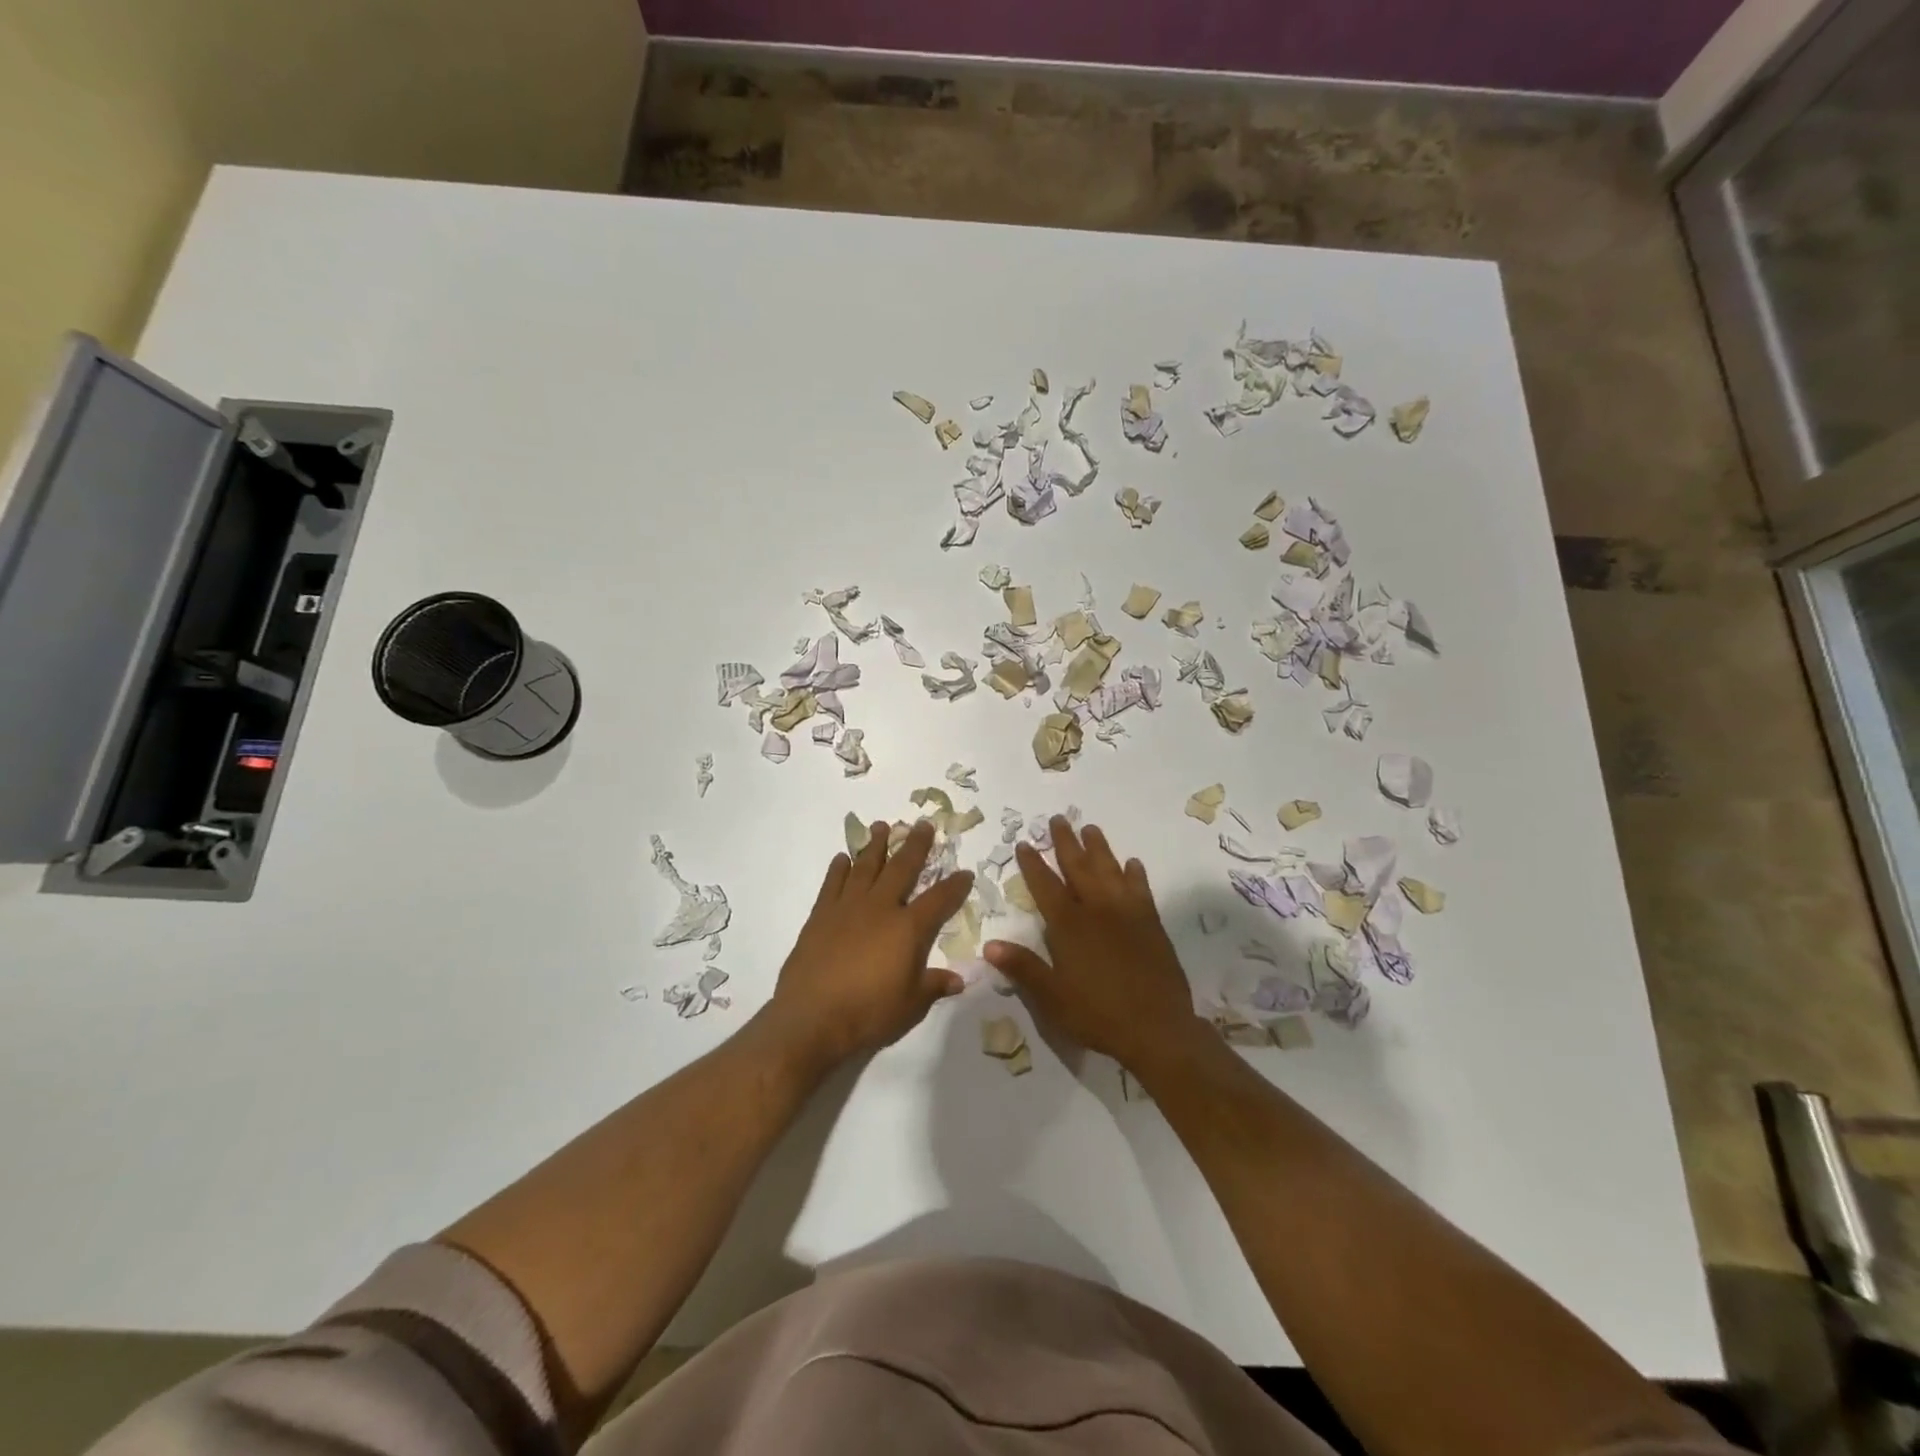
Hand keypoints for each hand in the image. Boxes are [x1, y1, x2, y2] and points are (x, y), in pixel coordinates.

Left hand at [764, 820, 973, 1068]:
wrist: (812, 1018)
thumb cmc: (868, 1013)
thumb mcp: (911, 1005)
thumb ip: (934, 986)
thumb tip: (958, 980)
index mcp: (908, 928)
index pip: (939, 899)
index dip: (955, 885)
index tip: (965, 872)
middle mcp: (880, 908)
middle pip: (902, 868)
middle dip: (915, 845)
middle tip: (923, 824)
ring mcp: (847, 908)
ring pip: (865, 867)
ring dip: (876, 846)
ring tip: (882, 826)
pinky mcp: (820, 916)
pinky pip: (832, 884)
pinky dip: (838, 869)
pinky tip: (843, 858)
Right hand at [984, 818, 1205, 1070]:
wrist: (1157, 1028)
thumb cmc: (1098, 1014)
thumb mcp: (1052, 998)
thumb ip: (1023, 967)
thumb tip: (990, 944)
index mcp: (1069, 926)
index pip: (1046, 886)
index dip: (1033, 864)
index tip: (1025, 843)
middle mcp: (1097, 910)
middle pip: (1079, 867)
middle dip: (1066, 842)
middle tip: (1058, 819)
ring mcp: (1128, 913)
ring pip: (1110, 870)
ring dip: (1099, 848)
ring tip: (1090, 828)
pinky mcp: (1152, 923)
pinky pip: (1141, 890)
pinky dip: (1135, 874)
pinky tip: (1132, 864)